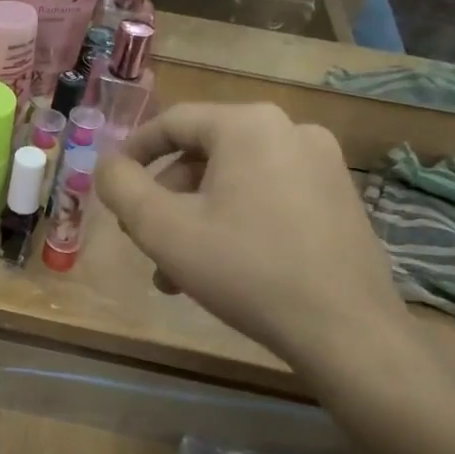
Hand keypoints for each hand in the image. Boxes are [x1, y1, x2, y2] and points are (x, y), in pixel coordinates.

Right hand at [93, 103, 405, 362]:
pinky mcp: (340, 199)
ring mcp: (323, 165)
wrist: (346, 331)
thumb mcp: (162, 228)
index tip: (113, 183)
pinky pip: (269, 196)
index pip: (173, 122)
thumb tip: (108, 163)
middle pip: (204, 154)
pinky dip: (235, 221)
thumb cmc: (244, 269)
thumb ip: (121, 186)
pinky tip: (222, 268)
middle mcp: (291, 130)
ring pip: (235, 180)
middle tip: (143, 236)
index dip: (134, 151)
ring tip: (176, 270)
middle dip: (166, 197)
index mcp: (249, 125)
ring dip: (196, 217)